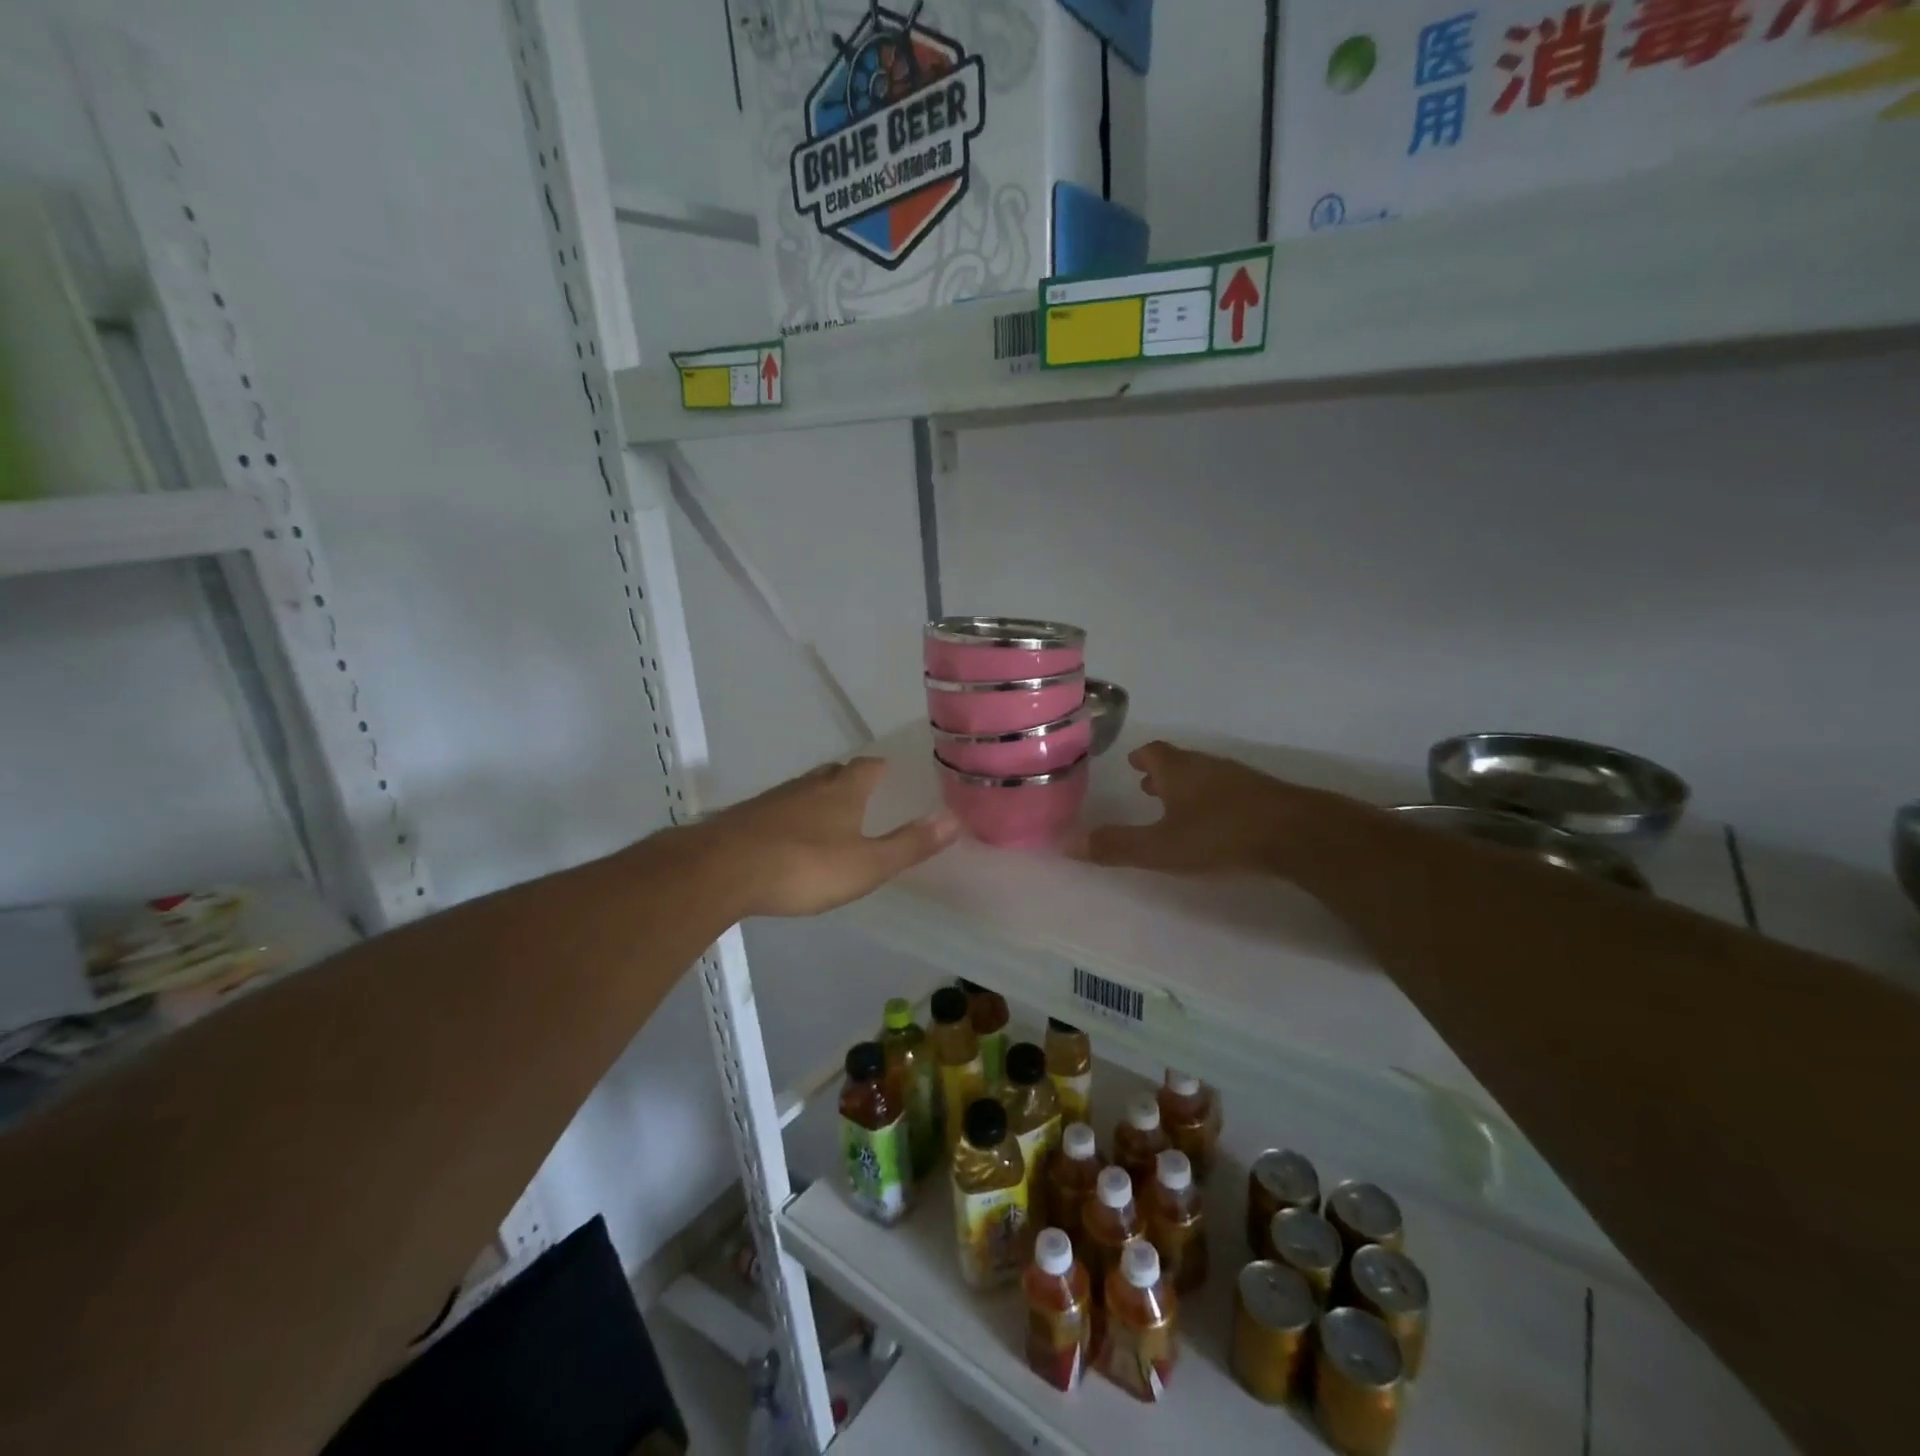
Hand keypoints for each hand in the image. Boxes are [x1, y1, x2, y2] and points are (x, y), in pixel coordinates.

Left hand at [694, 757, 958, 917]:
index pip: (869, 767)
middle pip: (835, 772)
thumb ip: (909, 844)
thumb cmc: (804, 866)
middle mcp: (809, 785)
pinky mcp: (746, 818)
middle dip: (850, 780)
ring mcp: (774, 799)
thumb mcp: (867, 864)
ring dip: (819, 798)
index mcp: (843, 791)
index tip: (892, 774)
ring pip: (805, 790)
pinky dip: (791, 818)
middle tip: (864, 796)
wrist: (721, 871)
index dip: (882, 769)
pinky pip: (778, 810)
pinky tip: (789, 839)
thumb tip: (954, 819)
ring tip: (831, 818)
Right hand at [1075, 741, 1363, 876]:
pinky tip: (1216, 822)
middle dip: (1162, 774)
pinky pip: (1228, 791)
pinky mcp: (1264, 796)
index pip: (1153, 753)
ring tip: (1177, 806)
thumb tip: (1069, 844)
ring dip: (1187, 787)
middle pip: (1179, 763)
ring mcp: (1239, 779)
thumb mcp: (1161, 847)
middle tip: (1146, 786)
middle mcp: (1207, 766)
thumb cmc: (1220, 834)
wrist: (1298, 834)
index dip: (1141, 758)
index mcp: (1178, 771)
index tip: (1132, 763)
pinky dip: (1213, 800)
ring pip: (1205, 776)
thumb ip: (1117, 847)